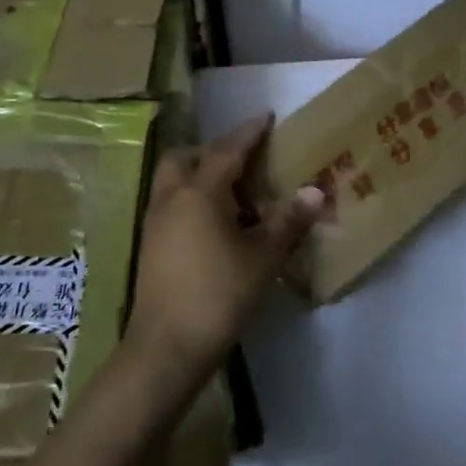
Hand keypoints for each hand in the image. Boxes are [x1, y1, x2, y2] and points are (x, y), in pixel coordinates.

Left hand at [126, 113, 323, 390]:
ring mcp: (156, 222)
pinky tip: (216, 226)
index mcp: (200, 192)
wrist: (165, 348)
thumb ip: (288, 222)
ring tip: (234, 195)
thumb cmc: (218, 295)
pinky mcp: (151, 246)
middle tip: (244, 162)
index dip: (249, 132)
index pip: (228, 149)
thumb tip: (314, 191)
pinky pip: (171, 204)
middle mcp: (172, 198)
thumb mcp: (262, 259)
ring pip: (174, 181)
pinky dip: (192, 200)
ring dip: (200, 176)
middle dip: (213, 151)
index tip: (265, 116)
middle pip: (186, 157)